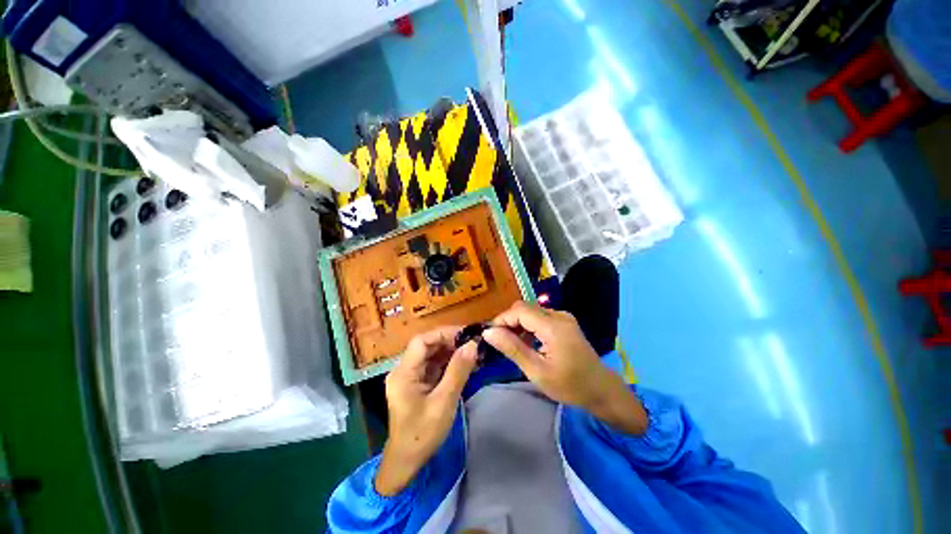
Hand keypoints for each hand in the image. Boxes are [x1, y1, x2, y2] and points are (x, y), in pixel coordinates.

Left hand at [375, 326, 478, 495]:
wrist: (408, 462)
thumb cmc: (423, 434)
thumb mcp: (444, 402)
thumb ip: (458, 371)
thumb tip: (472, 345)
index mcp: (403, 373)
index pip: (421, 341)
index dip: (443, 333)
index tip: (466, 334)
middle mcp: (405, 370)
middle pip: (427, 346)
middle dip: (451, 342)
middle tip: (473, 343)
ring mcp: (411, 377)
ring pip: (433, 355)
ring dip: (452, 352)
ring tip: (473, 352)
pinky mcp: (419, 383)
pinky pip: (435, 366)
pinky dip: (450, 363)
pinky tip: (466, 364)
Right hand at [483, 301, 646, 434]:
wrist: (601, 390)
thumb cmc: (570, 385)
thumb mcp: (537, 371)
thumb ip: (512, 348)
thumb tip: (488, 332)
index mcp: (553, 326)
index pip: (519, 310)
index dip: (501, 319)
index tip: (489, 335)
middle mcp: (558, 315)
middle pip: (524, 308)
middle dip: (508, 321)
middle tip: (498, 341)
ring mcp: (563, 317)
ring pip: (531, 311)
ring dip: (517, 324)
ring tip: (509, 343)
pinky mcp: (564, 322)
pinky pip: (540, 317)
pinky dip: (528, 326)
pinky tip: (526, 342)